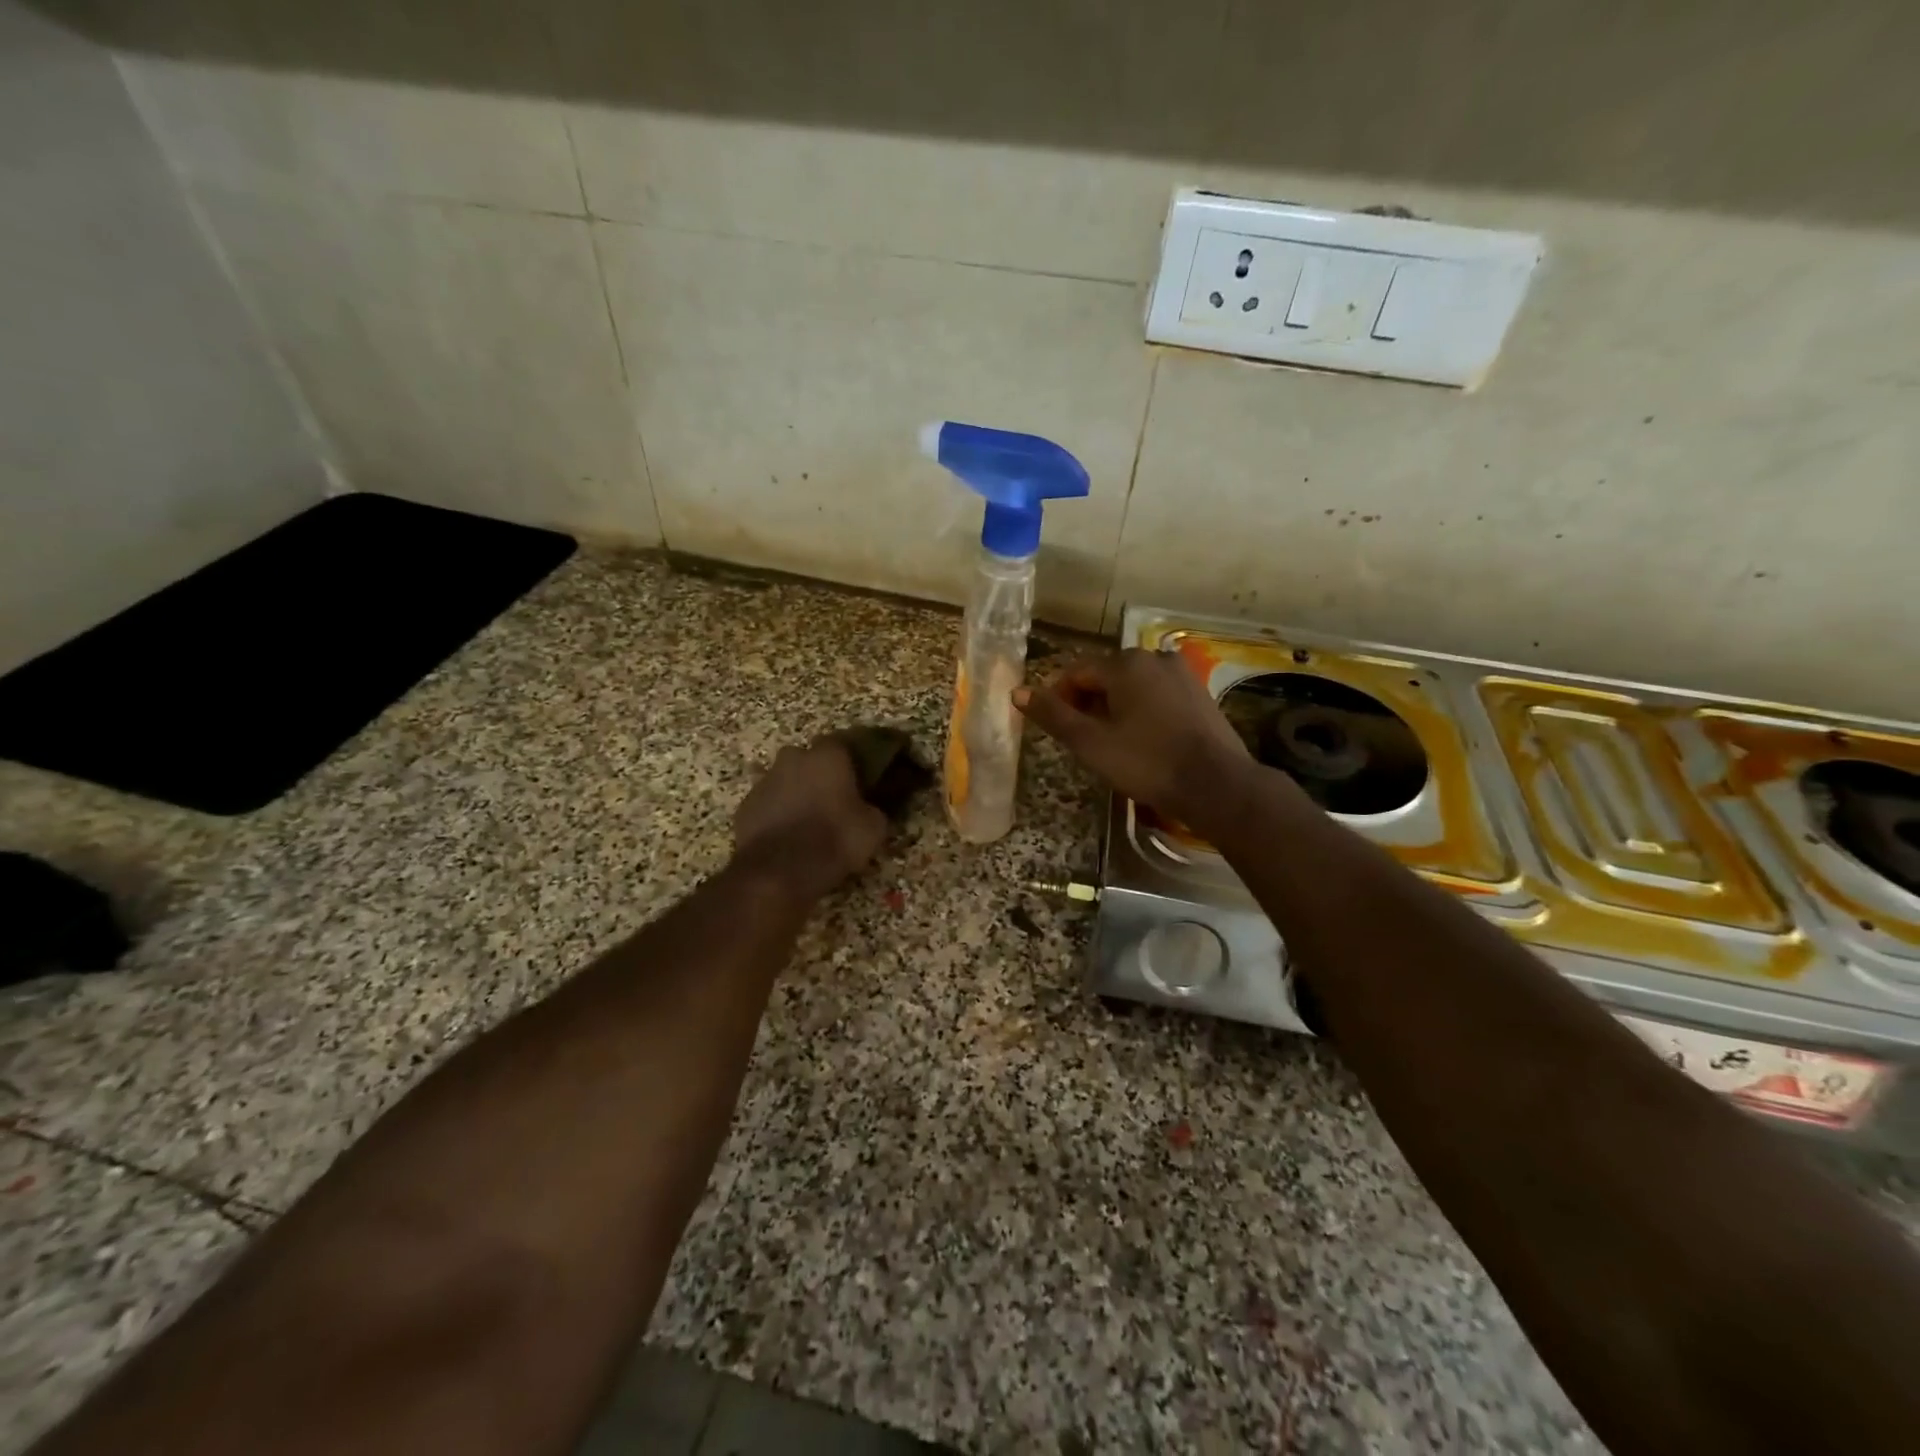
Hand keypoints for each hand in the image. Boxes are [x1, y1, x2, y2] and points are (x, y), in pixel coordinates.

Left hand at [732, 737, 887, 901]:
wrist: (778, 871)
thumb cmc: (833, 839)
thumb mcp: (873, 828)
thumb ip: (872, 809)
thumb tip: (869, 809)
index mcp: (828, 755)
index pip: (844, 744)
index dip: (852, 762)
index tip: (861, 779)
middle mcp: (793, 758)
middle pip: (810, 761)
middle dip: (820, 776)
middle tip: (834, 801)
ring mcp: (764, 781)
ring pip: (786, 782)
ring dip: (796, 796)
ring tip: (809, 824)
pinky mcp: (744, 807)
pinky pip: (768, 806)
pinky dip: (777, 816)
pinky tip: (787, 838)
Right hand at [1014, 650, 1258, 832]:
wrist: (1216, 785)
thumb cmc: (1147, 763)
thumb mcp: (1091, 743)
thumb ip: (1053, 715)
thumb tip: (1017, 692)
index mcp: (1125, 663)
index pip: (1077, 672)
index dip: (1059, 697)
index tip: (1057, 728)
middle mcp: (1154, 657)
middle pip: (1106, 675)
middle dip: (1088, 702)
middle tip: (1083, 739)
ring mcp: (1181, 673)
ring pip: (1133, 685)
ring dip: (1115, 707)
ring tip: (1111, 743)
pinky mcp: (1199, 693)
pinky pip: (1157, 694)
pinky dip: (1142, 710)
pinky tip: (1143, 740)